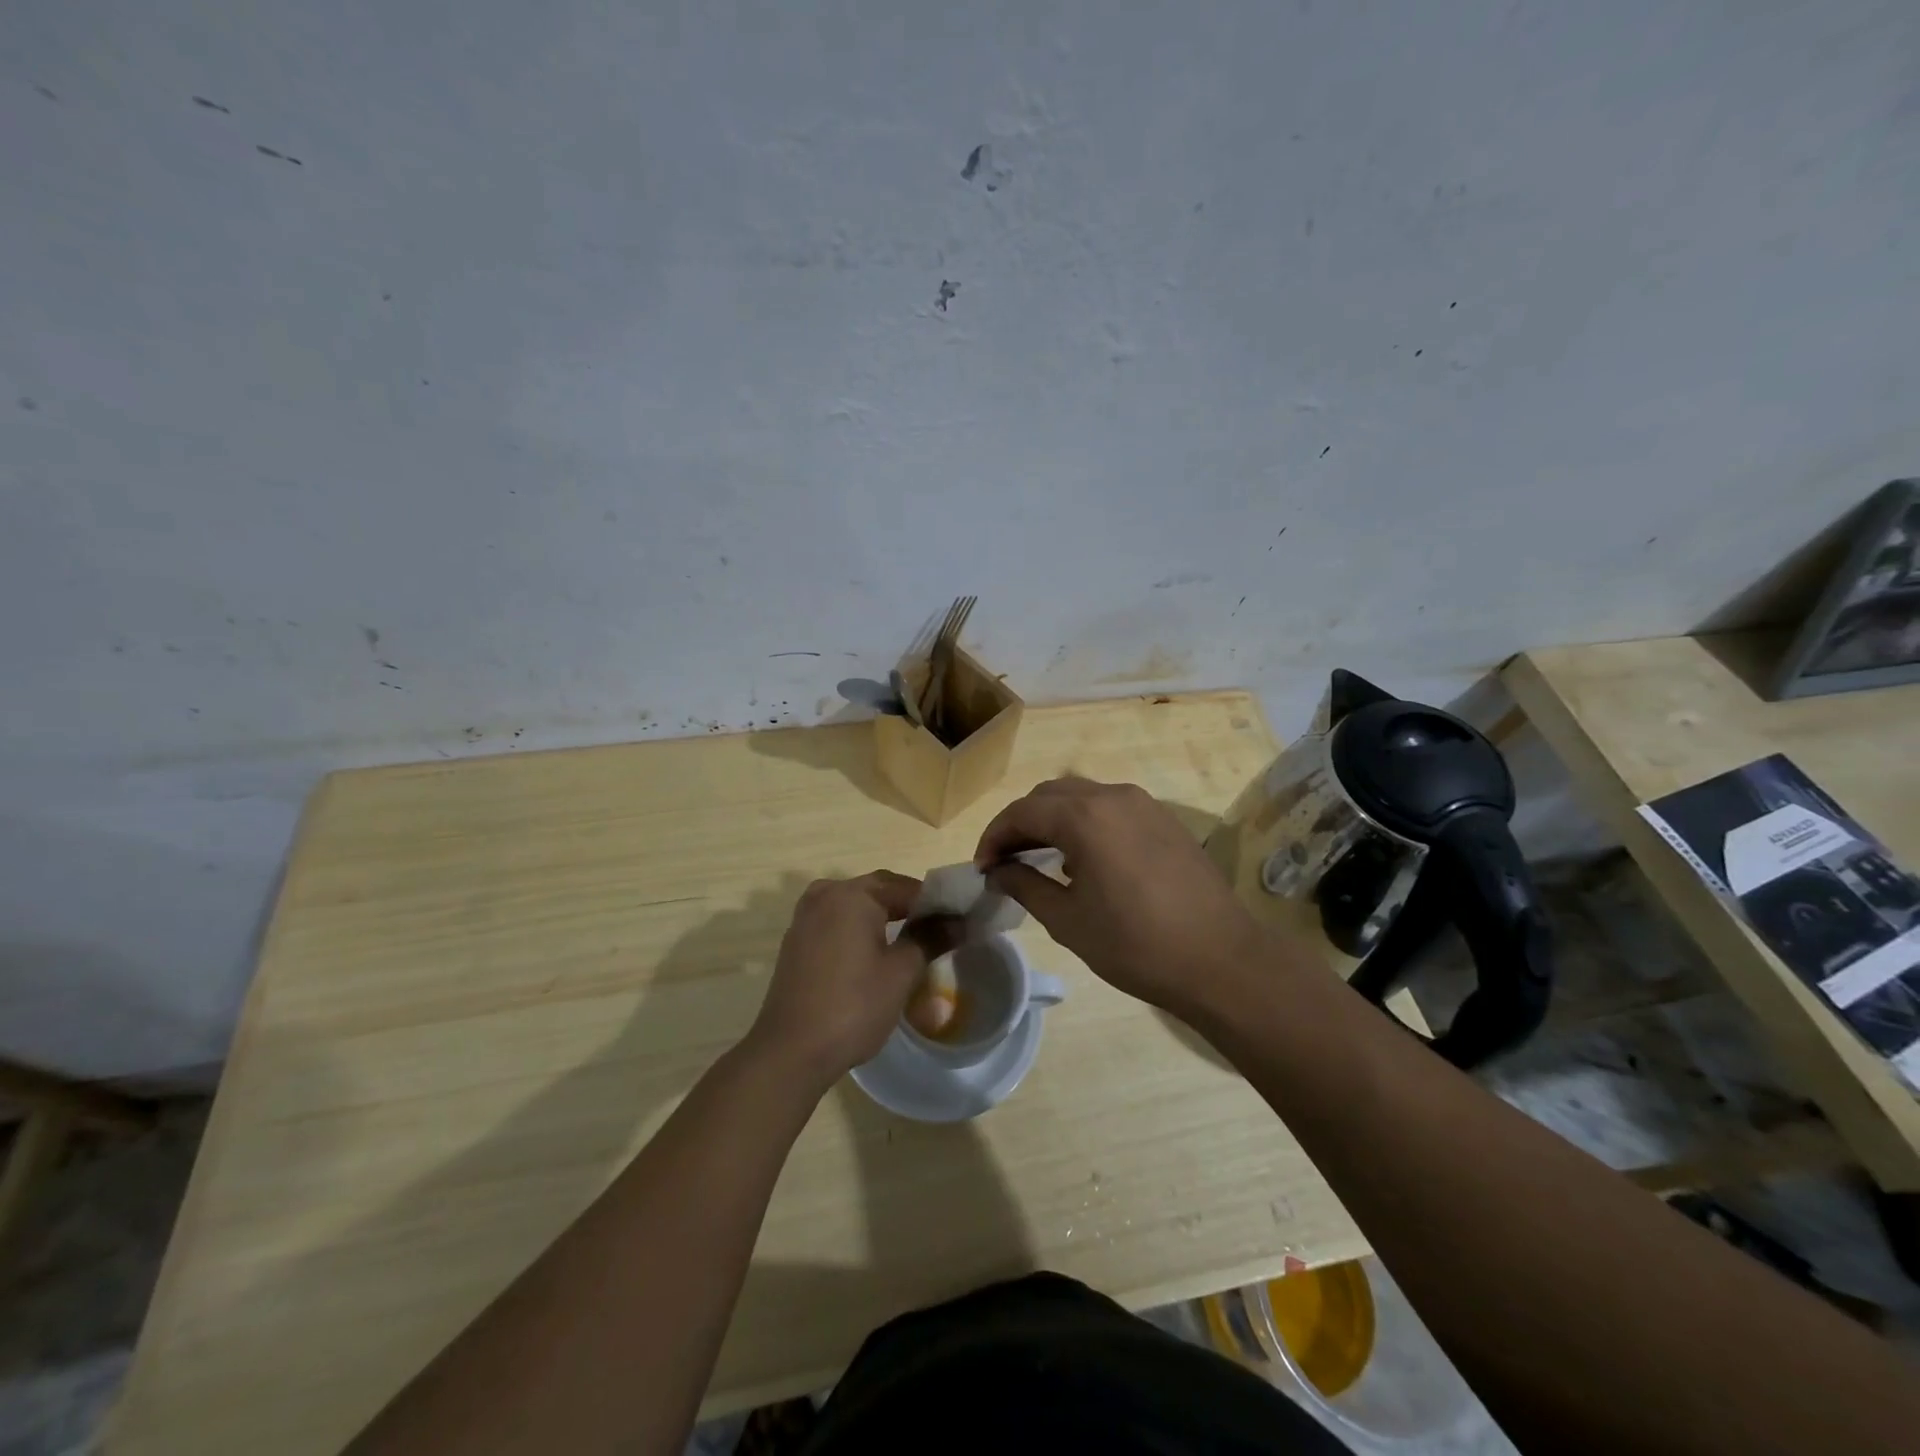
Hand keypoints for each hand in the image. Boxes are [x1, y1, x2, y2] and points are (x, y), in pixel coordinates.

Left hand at [747, 872, 949, 1091]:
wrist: (790, 1051)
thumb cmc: (853, 1006)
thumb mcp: (901, 972)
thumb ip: (930, 939)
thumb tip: (958, 921)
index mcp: (852, 894)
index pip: (905, 887)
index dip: (935, 903)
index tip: (958, 921)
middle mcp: (825, 895)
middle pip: (878, 891)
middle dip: (908, 908)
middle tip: (938, 931)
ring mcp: (805, 918)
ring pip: (855, 906)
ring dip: (882, 918)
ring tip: (910, 942)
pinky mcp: (796, 942)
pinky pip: (836, 923)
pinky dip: (858, 930)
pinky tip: (874, 955)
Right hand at [974, 777, 1267, 1017]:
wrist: (1221, 960)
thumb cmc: (1136, 945)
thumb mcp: (1068, 920)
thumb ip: (1025, 885)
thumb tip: (998, 870)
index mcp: (1084, 817)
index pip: (1022, 812)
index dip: (994, 836)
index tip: (982, 867)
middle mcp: (1113, 796)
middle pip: (1051, 795)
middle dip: (1022, 823)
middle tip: (1006, 860)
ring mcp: (1144, 804)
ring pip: (1083, 797)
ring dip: (1054, 820)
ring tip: (1042, 860)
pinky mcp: (1165, 820)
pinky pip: (1112, 808)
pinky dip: (1086, 823)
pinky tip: (1086, 861)